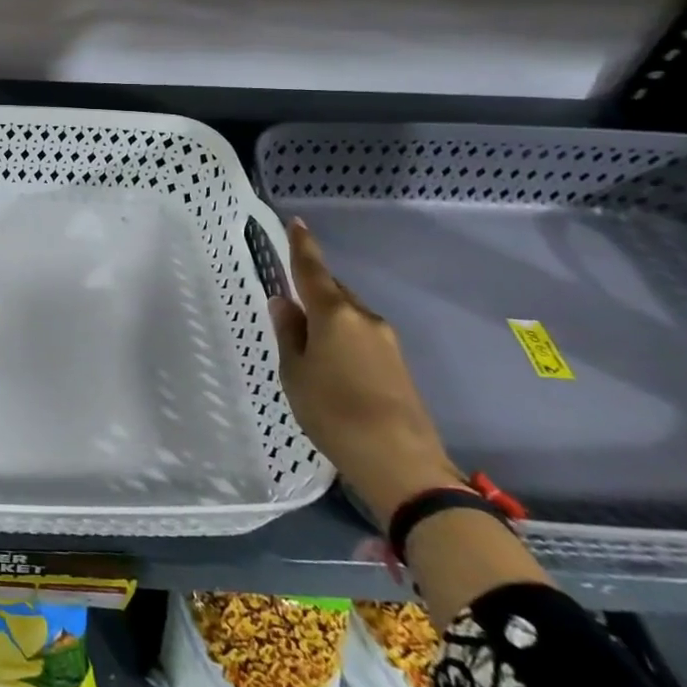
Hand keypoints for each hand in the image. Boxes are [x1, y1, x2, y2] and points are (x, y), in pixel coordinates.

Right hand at [268, 218, 461, 528]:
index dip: (302, 246)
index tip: (297, 222)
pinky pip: (362, 336)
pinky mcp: (398, 364)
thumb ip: (289, 333)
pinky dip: (343, 337)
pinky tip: (332, 361)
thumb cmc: (333, 412)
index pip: (312, 270)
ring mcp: (386, 341)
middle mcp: (364, 318)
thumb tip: (284, 302)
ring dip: (328, 318)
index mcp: (334, 314)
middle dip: (313, 290)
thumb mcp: (295, 373)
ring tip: (307, 340)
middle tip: (291, 301)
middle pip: (334, 292)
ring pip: (349, 316)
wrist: (401, 463)